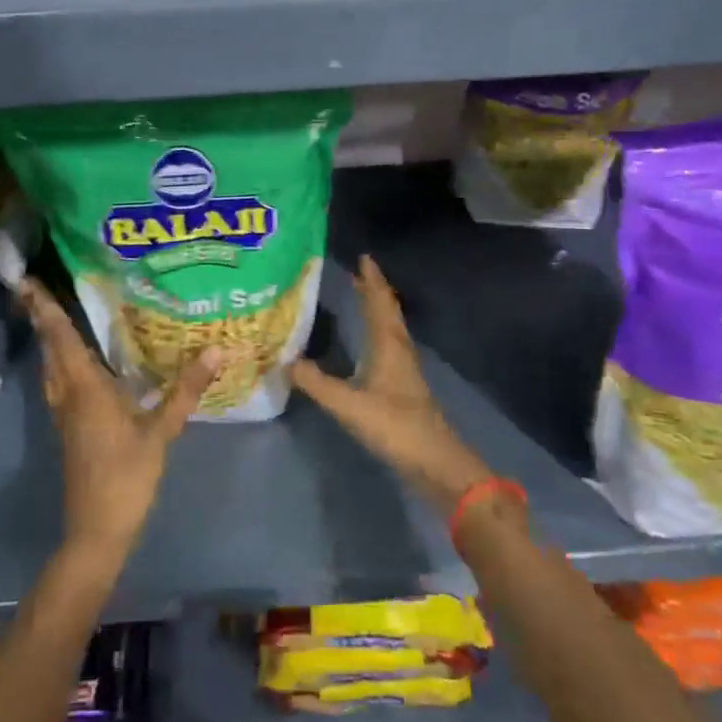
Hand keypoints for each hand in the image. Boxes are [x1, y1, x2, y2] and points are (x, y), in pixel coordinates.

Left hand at [18, 278, 222, 561]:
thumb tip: (217, 350)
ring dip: (50, 340)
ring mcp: (65, 414)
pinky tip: (79, 362)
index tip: (28, 281)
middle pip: (51, 349)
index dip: (46, 309)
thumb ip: (185, 390)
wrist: (97, 530)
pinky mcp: (70, 428)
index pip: (62, 339)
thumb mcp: (161, 432)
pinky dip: (62, 361)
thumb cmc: (127, 477)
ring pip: (52, 367)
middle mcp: (68, 395)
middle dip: (43, 318)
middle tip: (40, 288)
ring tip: (56, 316)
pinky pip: (60, 382)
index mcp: (85, 389)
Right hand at [290, 256, 493, 515]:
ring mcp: (404, 371)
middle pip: (388, 313)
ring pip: (391, 329)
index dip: (371, 281)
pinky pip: (389, 347)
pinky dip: (378, 333)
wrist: (437, 464)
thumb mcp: (350, 406)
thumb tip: (285, 361)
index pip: (379, 304)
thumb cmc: (397, 428)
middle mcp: (399, 351)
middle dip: (374, 291)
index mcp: (389, 347)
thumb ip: (317, 384)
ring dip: (378, 310)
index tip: (363, 258)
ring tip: (362, 299)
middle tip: (358, 272)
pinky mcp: (404, 389)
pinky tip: (369, 344)